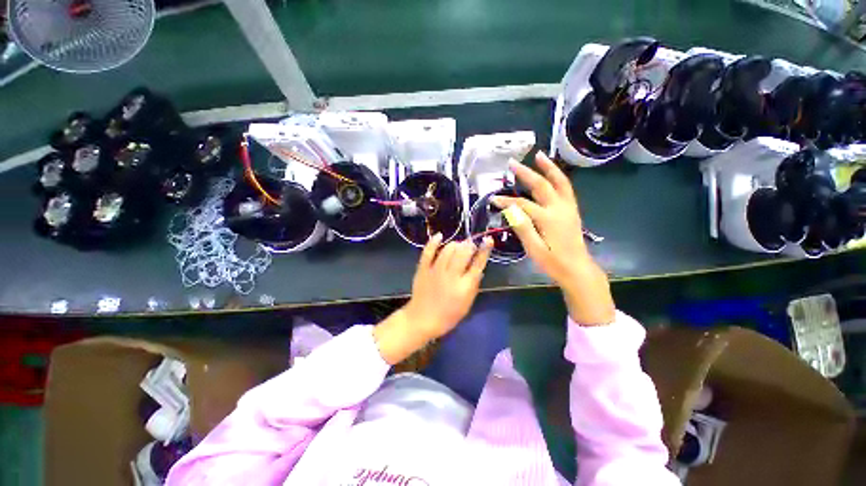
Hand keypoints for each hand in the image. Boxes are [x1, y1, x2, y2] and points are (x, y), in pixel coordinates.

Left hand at [373, 234, 492, 363]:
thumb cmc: (448, 315)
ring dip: (455, 244)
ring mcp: (435, 271)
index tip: (488, 240)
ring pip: (448, 250)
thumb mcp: (467, 304)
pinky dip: (434, 242)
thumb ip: (474, 286)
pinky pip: (428, 251)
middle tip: (470, 245)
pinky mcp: (423, 269)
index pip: (478, 264)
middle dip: (469, 245)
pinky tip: (439, 236)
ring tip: (457, 246)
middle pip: (463, 253)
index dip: (484, 250)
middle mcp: (451, 276)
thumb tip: (479, 269)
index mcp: (464, 286)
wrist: (422, 319)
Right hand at [492, 152, 614, 325]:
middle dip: (525, 173)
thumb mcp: (534, 249)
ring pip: (559, 182)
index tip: (493, 199)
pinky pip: (566, 188)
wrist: (578, 269)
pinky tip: (552, 173)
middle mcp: (560, 208)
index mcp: (548, 219)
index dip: (506, 201)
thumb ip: (522, 227)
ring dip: (549, 167)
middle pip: (541, 185)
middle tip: (512, 163)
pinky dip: (558, 177)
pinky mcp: (572, 210)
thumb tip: (509, 209)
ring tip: (539, 155)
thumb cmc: (553, 262)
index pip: (522, 204)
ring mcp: (568, 207)